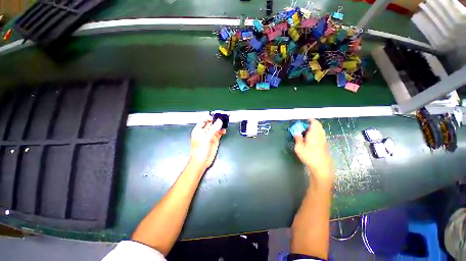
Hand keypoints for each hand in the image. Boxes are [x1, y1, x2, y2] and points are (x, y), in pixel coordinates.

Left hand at [189, 119, 225, 170]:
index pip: (204, 120)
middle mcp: (204, 132)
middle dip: (217, 121)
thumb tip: (219, 121)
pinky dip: (222, 131)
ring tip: (225, 124)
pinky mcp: (215, 140)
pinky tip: (224, 131)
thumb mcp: (206, 138)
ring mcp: (210, 136)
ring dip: (220, 126)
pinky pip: (219, 133)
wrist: (201, 161)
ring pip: (216, 128)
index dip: (210, 118)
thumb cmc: (200, 150)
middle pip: (211, 124)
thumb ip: (213, 129)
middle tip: (223, 119)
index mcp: (199, 130)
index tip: (217, 117)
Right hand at [294, 119, 332, 182]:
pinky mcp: (324, 145)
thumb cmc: (309, 157)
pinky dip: (317, 133)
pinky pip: (321, 135)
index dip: (311, 120)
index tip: (306, 119)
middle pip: (319, 126)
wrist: (321, 167)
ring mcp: (323, 140)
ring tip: (307, 131)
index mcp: (314, 135)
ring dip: (315, 128)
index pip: (315, 123)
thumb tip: (297, 133)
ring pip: (321, 130)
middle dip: (313, 123)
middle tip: (305, 125)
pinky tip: (311, 138)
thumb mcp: (299, 148)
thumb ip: (298, 139)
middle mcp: (320, 136)